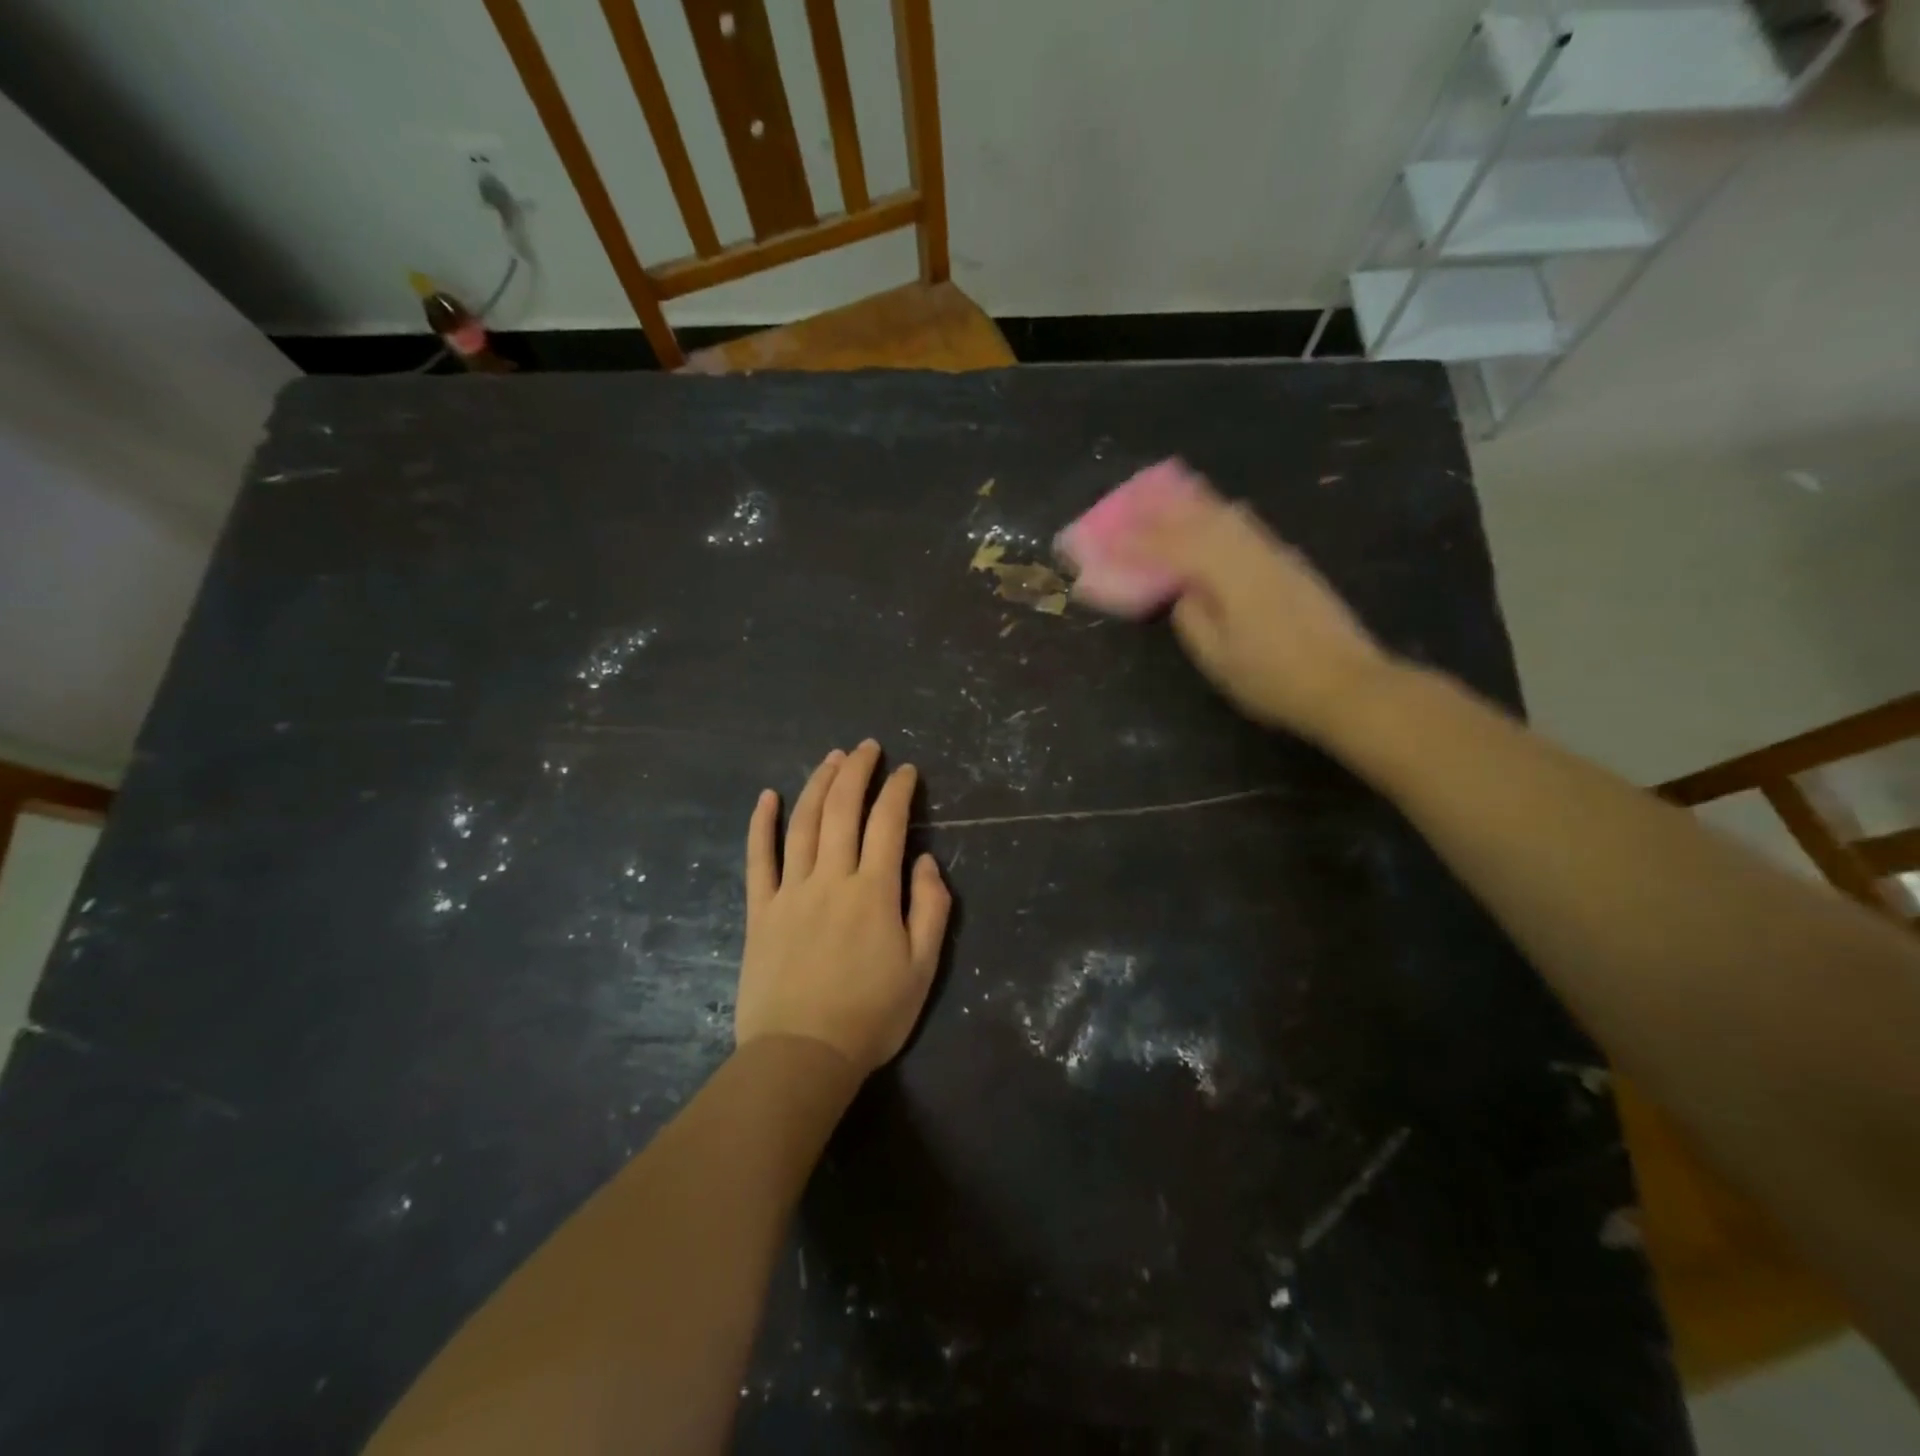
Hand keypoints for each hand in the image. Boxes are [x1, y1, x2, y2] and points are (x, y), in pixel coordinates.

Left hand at [735, 741, 951, 1076]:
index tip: (906, 771)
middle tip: (867, 747)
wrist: (802, 1055)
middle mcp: (831, 878)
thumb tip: (924, 862)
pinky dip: (761, 824)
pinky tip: (767, 796)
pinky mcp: (760, 910)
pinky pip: (758, 858)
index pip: (888, 823)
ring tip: (831, 758)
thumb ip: (930, 909)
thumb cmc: (871, 1016)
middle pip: (842, 810)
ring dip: (817, 785)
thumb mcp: (922, 968)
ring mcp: (790, 891)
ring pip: (802, 824)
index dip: (898, 791)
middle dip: (857, 772)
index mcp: (874, 891)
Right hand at [1136, 490, 1392, 742]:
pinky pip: (1247, 528)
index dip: (1139, 541)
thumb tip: (1182, 593)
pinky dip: (1221, 517)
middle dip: (1165, 509)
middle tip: (1135, 500)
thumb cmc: (1274, 680)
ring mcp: (1278, 555)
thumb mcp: (1219, 660)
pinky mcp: (1292, 565)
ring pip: (1230, 516)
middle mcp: (1253, 553)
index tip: (1110, 538)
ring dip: (1196, 505)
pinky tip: (1215, 521)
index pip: (1174, 546)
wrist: (1348, 684)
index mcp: (1229, 575)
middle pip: (1204, 517)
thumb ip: (1192, 620)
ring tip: (1169, 498)